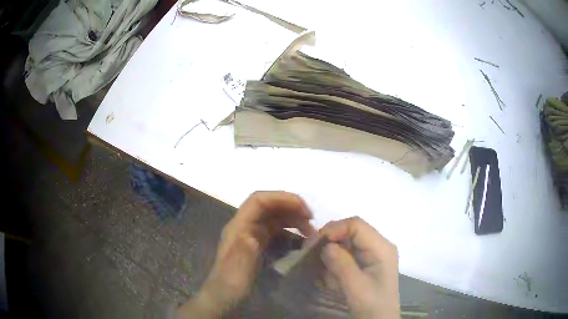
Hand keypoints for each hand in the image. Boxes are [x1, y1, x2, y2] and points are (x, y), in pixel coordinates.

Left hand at [177, 191, 314, 317]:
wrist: (223, 299)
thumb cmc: (229, 287)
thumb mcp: (236, 274)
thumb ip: (242, 254)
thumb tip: (251, 236)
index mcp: (237, 228)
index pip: (258, 201)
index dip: (281, 198)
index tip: (304, 210)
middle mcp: (244, 226)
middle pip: (268, 205)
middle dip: (290, 206)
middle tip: (311, 219)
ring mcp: (251, 234)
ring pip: (273, 216)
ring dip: (292, 217)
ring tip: (309, 230)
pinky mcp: (257, 244)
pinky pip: (275, 229)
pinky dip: (289, 228)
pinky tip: (300, 238)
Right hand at [320, 217, 399, 318]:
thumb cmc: (372, 305)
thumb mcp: (356, 287)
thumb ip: (341, 264)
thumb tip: (325, 245)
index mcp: (381, 248)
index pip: (356, 225)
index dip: (335, 229)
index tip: (315, 243)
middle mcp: (377, 246)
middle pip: (350, 231)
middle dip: (329, 240)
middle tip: (309, 253)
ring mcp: (371, 254)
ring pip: (345, 243)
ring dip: (330, 253)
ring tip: (320, 268)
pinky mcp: (364, 263)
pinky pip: (345, 254)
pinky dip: (333, 262)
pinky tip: (329, 275)